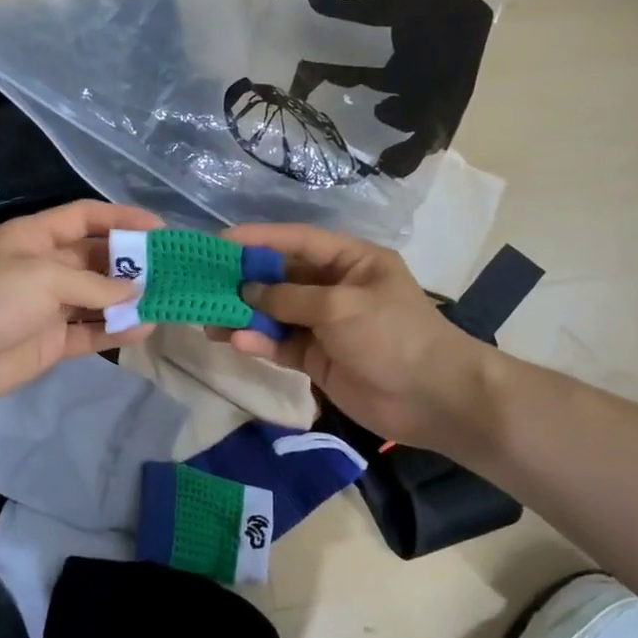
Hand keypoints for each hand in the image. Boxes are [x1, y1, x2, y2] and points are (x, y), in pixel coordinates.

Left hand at [0, 200, 160, 408]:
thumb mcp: (46, 276)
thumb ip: (95, 285)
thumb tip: (137, 294)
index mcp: (36, 236)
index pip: (85, 217)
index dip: (121, 219)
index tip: (159, 229)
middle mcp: (45, 267)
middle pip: (96, 258)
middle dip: (132, 264)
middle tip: (171, 270)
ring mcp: (49, 306)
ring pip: (98, 298)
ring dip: (129, 300)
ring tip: (167, 300)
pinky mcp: (51, 341)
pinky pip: (91, 332)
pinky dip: (115, 330)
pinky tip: (144, 328)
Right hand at [219, 223, 493, 451]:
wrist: (433, 399)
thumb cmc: (393, 336)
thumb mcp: (341, 306)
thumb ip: (290, 298)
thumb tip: (247, 292)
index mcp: (351, 261)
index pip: (297, 241)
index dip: (258, 239)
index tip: (220, 242)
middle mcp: (334, 287)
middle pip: (281, 277)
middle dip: (244, 281)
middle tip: (204, 284)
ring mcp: (324, 325)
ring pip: (275, 314)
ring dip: (245, 316)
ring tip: (209, 320)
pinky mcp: (317, 358)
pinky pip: (281, 344)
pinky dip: (260, 343)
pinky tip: (237, 343)